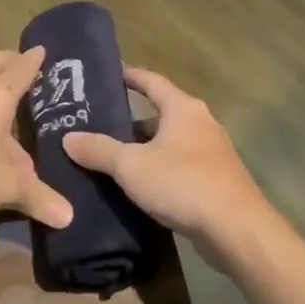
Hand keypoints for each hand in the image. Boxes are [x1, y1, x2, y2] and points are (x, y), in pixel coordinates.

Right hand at [63, 67, 270, 240]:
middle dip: (132, 120)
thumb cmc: (182, 184)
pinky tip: (142, 185)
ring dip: (146, 148)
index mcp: (184, 109)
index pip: (153, 81)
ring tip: (115, 157)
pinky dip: (160, 169)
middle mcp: (202, 124)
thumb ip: (99, 150)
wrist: (236, 229)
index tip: (110, 74)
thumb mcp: (131, 166)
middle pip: (162, 114)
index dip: (130, 76)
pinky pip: (181, 166)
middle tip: (100, 125)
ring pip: (171, 142)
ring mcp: (213, 153)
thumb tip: (68, 138)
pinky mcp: (217, 181)